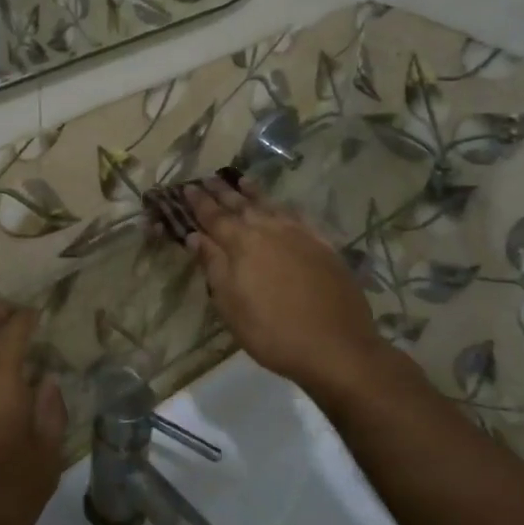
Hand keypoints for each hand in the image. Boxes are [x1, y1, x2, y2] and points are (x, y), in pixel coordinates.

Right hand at [186, 178, 388, 396]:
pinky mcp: (324, 245)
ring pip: (271, 205)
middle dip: (223, 192)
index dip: (199, 203)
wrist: (336, 346)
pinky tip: (283, 206)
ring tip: (242, 181)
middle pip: (242, 205)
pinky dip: (284, 207)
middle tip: (209, 178)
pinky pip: (298, 216)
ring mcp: (300, 235)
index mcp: (241, 244)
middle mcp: (269, 230)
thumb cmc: (271, 331)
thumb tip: (195, 237)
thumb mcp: (230, 305)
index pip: (214, 217)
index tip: (188, 187)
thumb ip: (213, 266)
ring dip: (254, 193)